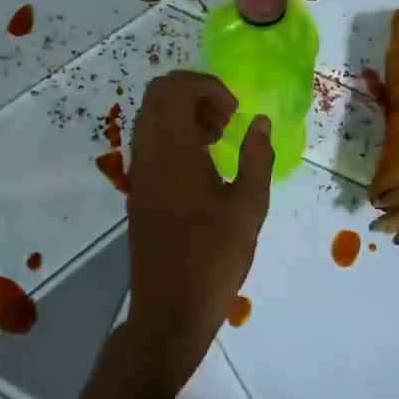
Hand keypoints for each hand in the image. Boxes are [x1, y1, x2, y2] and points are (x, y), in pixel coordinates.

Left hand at [122, 71, 272, 396]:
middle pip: (158, 92)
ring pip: (151, 114)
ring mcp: (138, 170)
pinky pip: (149, 139)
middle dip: (194, 93)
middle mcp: (148, 151)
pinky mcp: (138, 188)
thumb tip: (260, 122)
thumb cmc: (213, 257)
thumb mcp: (249, 206)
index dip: (209, 87)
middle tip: (225, 119)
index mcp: (173, 149)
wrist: (169, 311)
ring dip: (183, 112)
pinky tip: (201, 163)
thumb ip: (257, 156)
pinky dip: (173, 133)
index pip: (177, 88)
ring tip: (217, 139)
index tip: (235, 113)